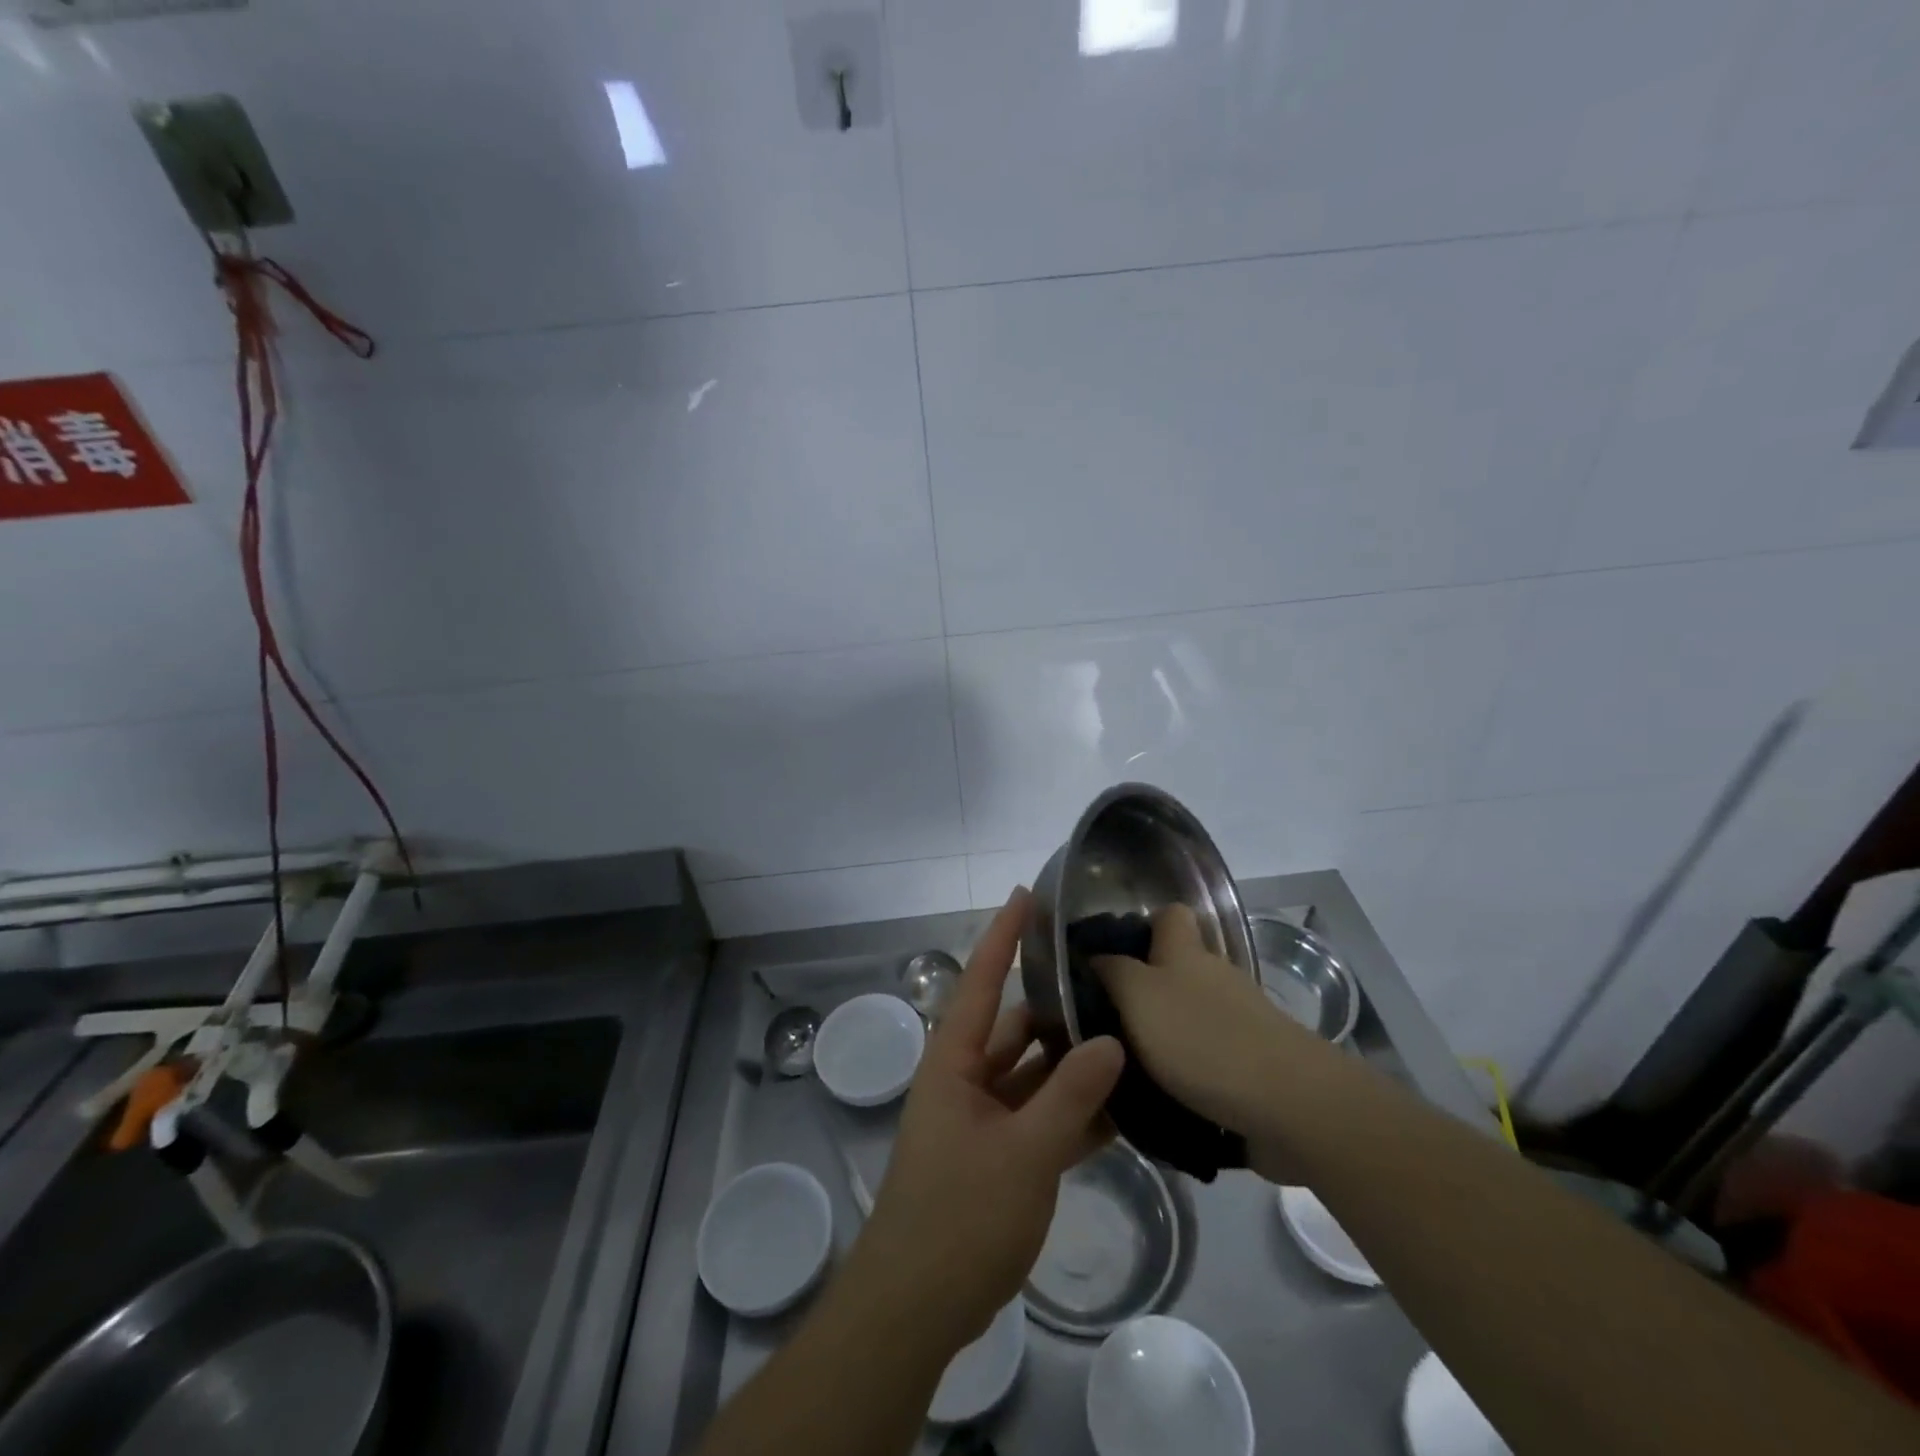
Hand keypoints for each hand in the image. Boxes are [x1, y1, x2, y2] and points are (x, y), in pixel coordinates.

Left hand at [844, 888, 1124, 1352]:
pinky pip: (1040, 1117)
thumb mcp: (1024, 1153)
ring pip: (1033, 1074)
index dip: (1004, 936)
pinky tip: (1121, 1110)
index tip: (1027, 895)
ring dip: (1072, 1064)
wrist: (916, 1307)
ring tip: (1128, 1039)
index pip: (983, 981)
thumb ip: (1070, 1096)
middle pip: (1016, 1027)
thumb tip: (1110, 1041)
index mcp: (955, 1061)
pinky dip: (1073, 1112)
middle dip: (1057, 1006)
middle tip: (1109, 982)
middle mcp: (966, 1079)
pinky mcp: (998, 1156)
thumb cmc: (959, 1215)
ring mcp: (982, 1119)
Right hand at [1093, 904, 1335, 1156]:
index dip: (1142, 925)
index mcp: (1186, 953)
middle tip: (1104, 1019)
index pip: (1169, 915)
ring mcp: (1242, 1021)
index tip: (1109, 955)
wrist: (1289, 1104)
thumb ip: (1112, 972)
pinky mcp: (1256, 1065)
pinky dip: (1188, 1073)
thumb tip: (1095, 954)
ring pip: (1193, 1015)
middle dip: (1145, 990)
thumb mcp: (1138, 996)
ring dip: (1164, 1035)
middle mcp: (1216, 978)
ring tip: (1126, 1067)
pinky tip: (1163, 1100)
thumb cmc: (1202, 1038)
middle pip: (1178, 968)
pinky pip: (1211, 1058)